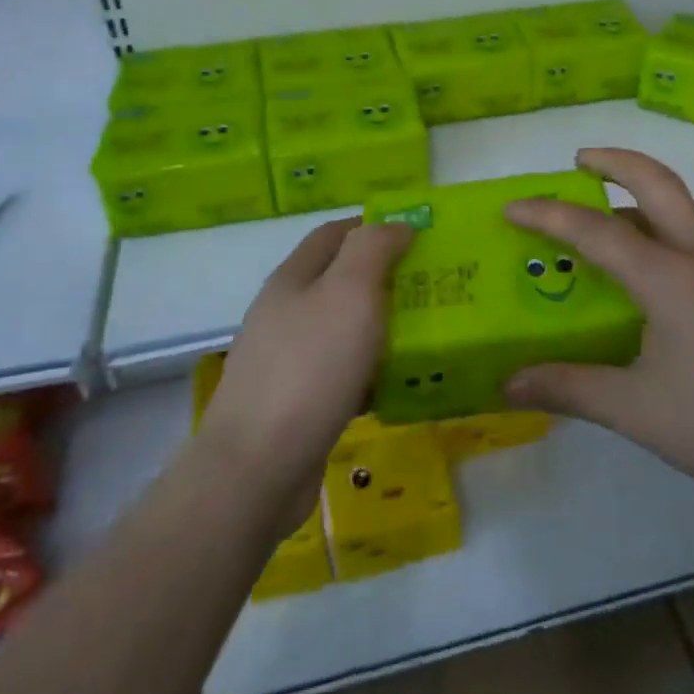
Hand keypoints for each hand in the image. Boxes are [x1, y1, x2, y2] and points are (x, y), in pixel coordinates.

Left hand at [197, 218, 413, 517]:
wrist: (258, 468)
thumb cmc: (310, 367)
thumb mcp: (349, 292)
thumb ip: (373, 249)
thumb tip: (396, 225)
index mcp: (294, 278)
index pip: (335, 233)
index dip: (375, 226)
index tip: (420, 236)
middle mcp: (286, 313)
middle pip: (340, 281)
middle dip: (386, 278)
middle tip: (435, 286)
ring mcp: (288, 360)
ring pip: (345, 329)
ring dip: (383, 326)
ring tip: (429, 332)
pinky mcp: (298, 403)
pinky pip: (344, 374)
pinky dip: (373, 371)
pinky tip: (401, 384)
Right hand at [503, 148, 693, 501]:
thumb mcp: (639, 410)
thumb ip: (572, 388)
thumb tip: (508, 383)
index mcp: (669, 277)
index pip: (597, 230)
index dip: (548, 215)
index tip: (510, 207)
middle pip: (658, 184)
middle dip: (616, 162)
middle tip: (578, 160)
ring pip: (679, 212)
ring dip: (638, 199)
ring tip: (601, 220)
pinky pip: (692, 244)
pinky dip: (658, 235)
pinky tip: (646, 282)